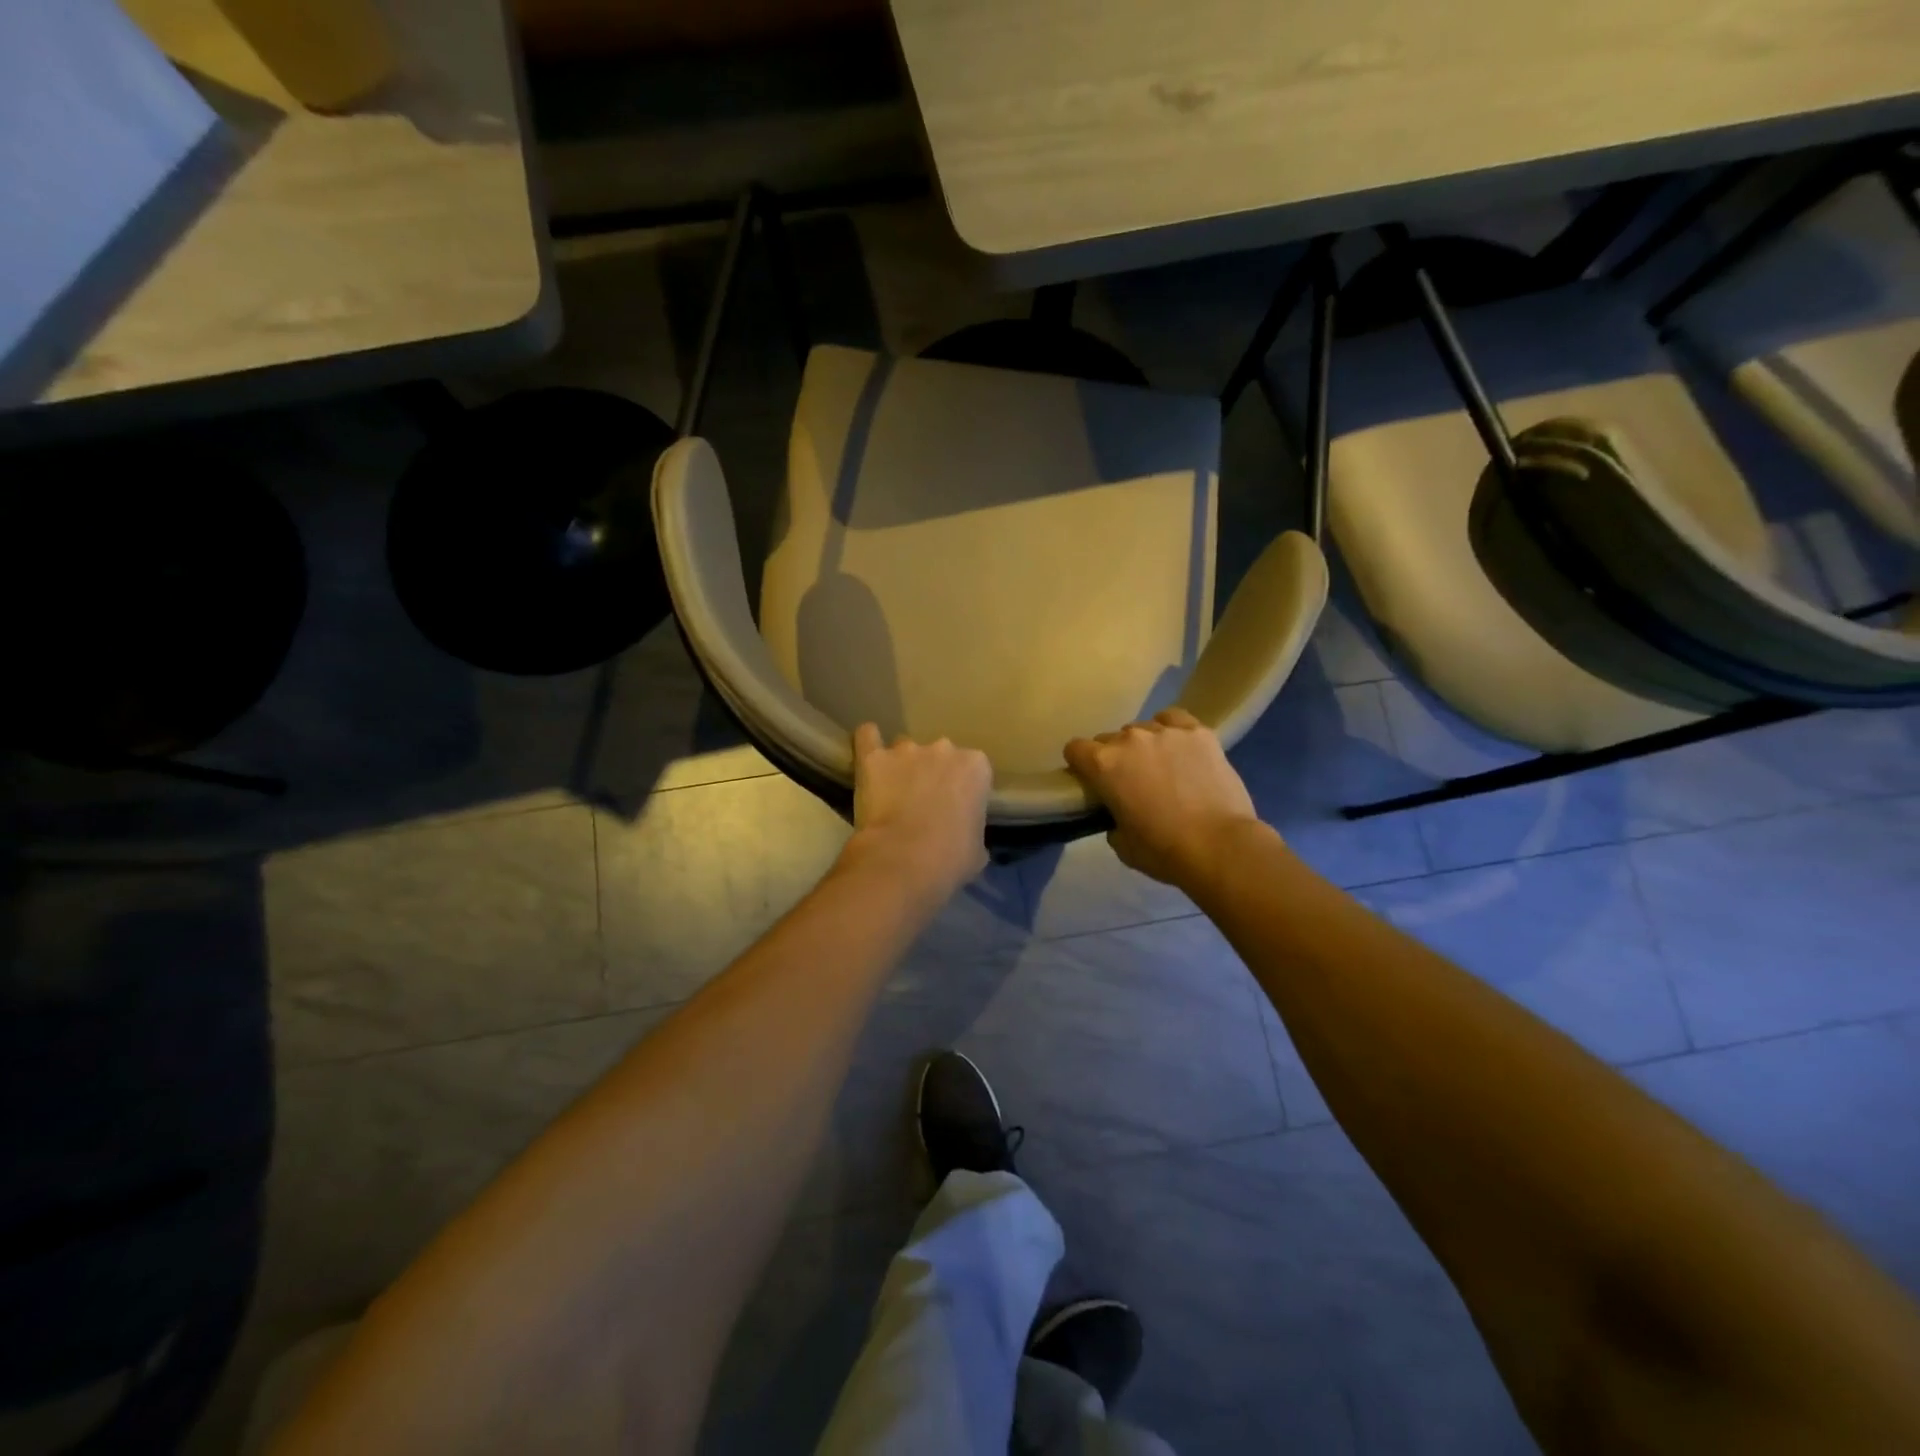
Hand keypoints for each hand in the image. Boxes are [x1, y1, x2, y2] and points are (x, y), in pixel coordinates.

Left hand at [844, 723, 991, 902]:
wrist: (904, 860)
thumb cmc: (950, 858)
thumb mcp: (977, 848)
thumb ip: (971, 828)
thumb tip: (962, 835)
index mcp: (976, 767)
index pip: (973, 770)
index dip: (963, 790)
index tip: (956, 809)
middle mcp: (944, 748)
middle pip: (939, 755)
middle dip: (933, 773)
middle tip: (924, 803)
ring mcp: (907, 749)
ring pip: (905, 749)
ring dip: (902, 765)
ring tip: (892, 791)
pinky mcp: (873, 758)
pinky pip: (867, 737)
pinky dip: (868, 742)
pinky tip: (868, 754)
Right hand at [1064, 708, 1262, 887]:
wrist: (1219, 845)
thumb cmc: (1162, 850)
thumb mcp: (1120, 843)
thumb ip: (1111, 819)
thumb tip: (1119, 812)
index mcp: (1103, 764)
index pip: (1075, 749)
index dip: (1080, 765)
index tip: (1091, 781)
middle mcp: (1129, 739)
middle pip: (1109, 738)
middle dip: (1114, 757)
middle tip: (1130, 782)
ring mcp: (1165, 731)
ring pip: (1142, 728)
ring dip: (1144, 746)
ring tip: (1161, 766)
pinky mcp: (1198, 732)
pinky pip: (1173, 719)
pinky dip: (1171, 730)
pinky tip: (1179, 747)